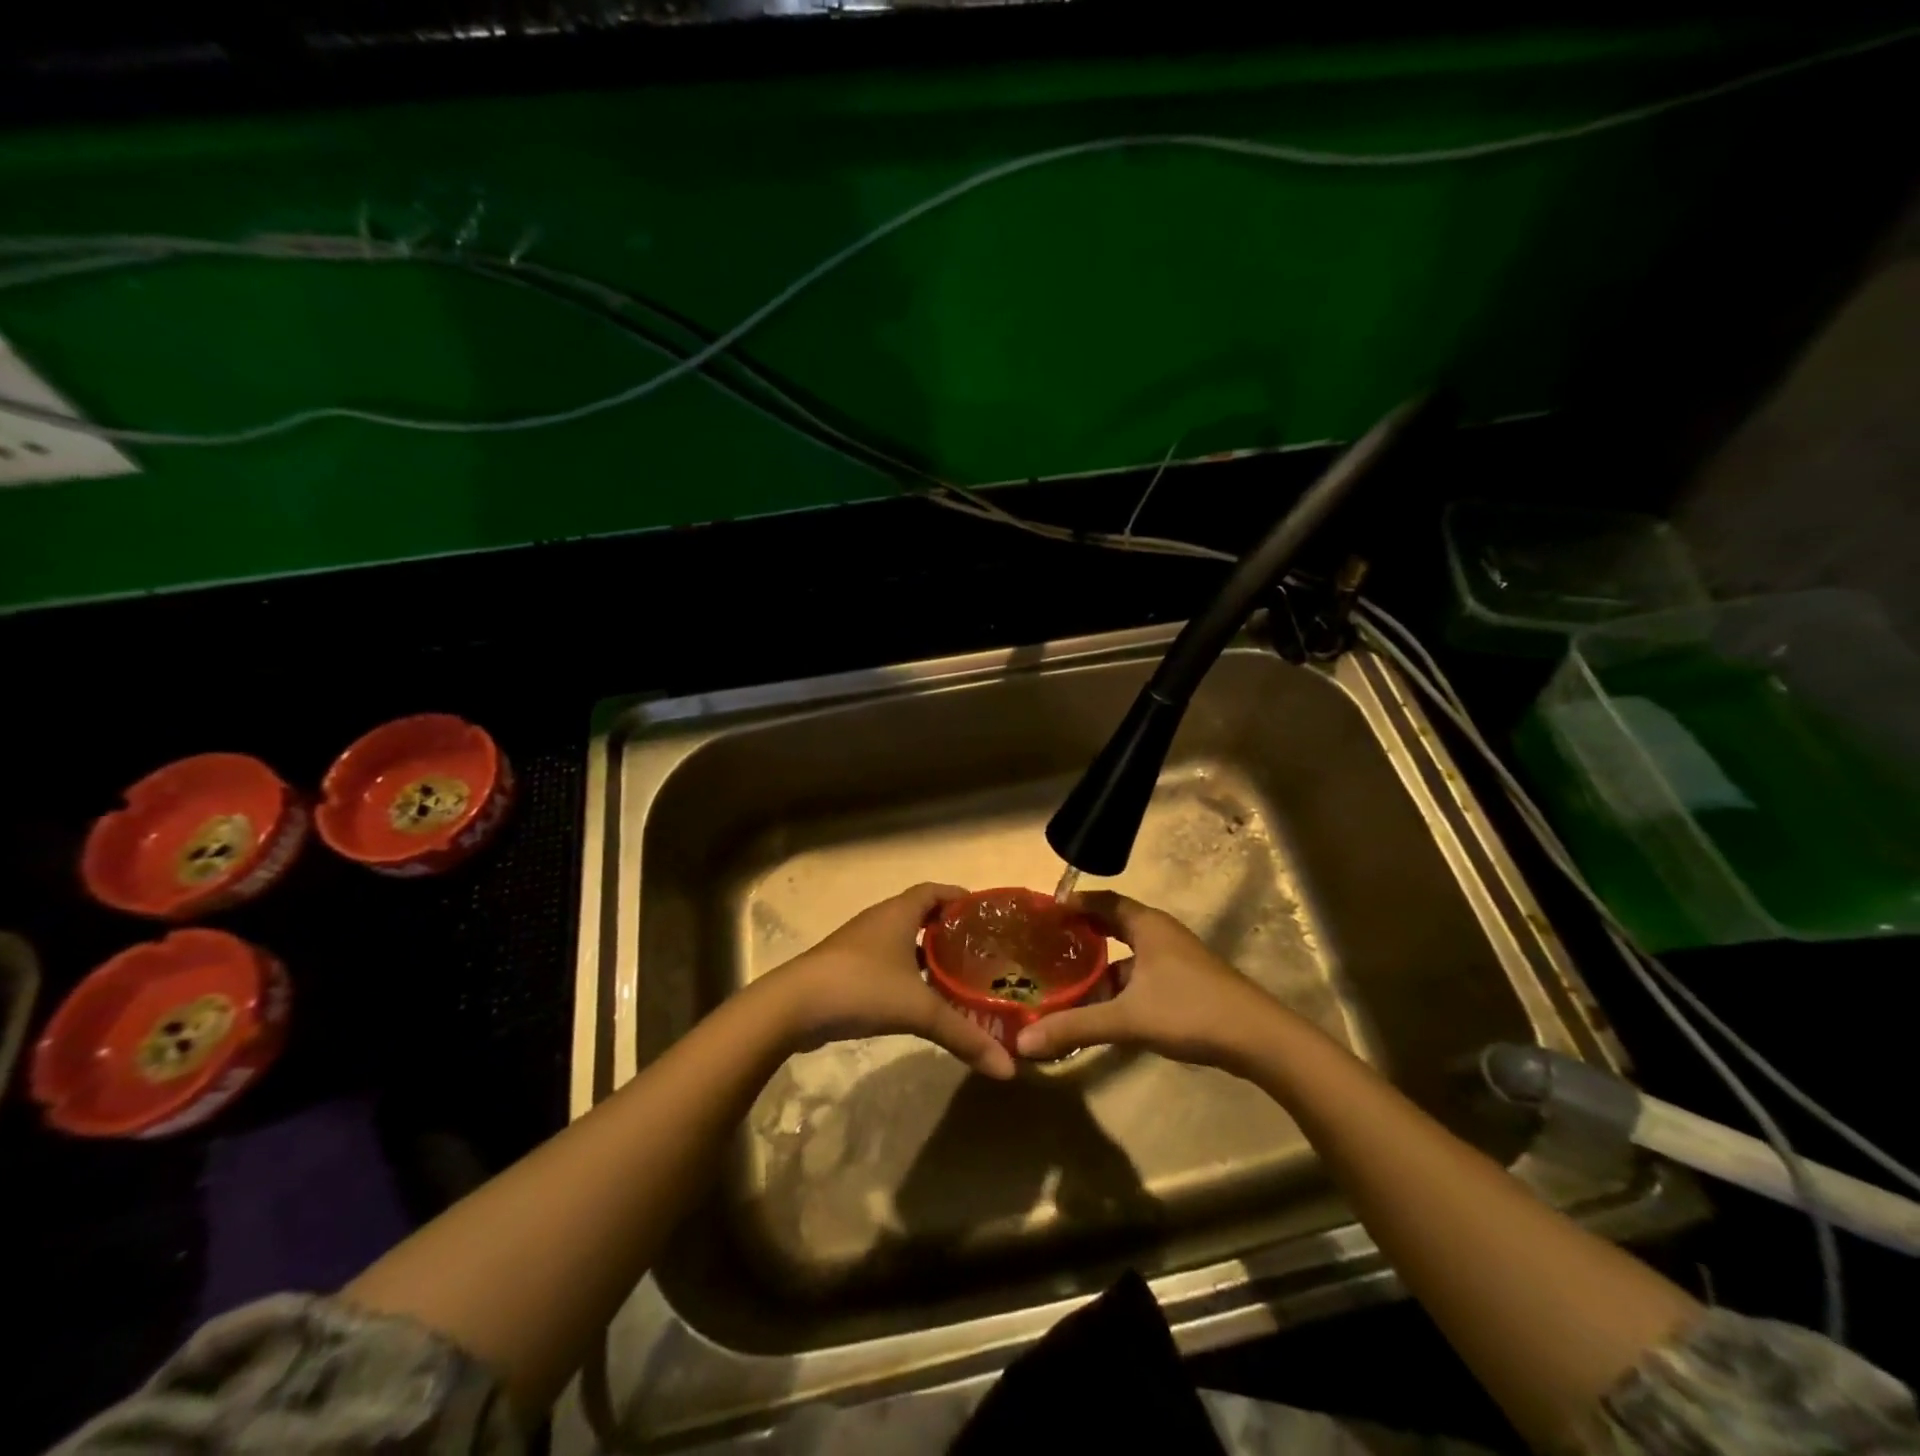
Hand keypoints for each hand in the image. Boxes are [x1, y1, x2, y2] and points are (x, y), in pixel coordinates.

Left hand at [761, 883, 1015, 1079]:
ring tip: (956, 975)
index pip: (935, 891)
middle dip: (948, 928)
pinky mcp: (846, 968)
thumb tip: (1008, 1068)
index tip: (985, 914)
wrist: (793, 1007)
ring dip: (926, 952)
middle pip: (920, 913)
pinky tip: (919, 996)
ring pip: (901, 939)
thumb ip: (964, 1036)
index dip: (959, 897)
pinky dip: (906, 970)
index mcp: (899, 913)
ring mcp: (859, 944)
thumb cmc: (861, 988)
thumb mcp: (919, 1010)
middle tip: (979, 950)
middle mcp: (880, 920)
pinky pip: (886, 959)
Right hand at [1014, 891, 1287, 1071]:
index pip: (1103, 900)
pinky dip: (1120, 986)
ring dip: (1101, 967)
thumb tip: (1024, 1041)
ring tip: (1067, 983)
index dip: (1075, 903)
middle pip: (1114, 926)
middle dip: (1083, 936)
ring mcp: (1177, 959)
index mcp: (1147, 926)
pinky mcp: (1187, 984)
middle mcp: (1161, 934)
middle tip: (1048, 948)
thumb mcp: (1127, 1018)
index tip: (1045, 913)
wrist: (1259, 1040)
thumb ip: (1076, 1027)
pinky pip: (1142, 974)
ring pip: (1129, 956)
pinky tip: (1104, 1010)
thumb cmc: (1190, 1011)